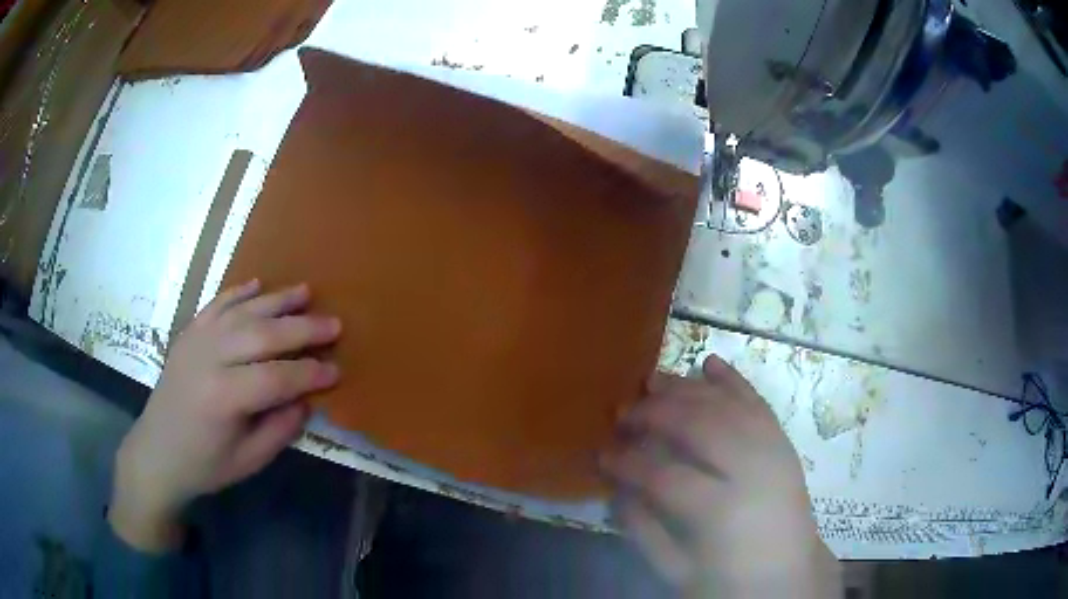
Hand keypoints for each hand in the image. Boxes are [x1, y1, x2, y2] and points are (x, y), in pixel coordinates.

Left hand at [109, 280, 341, 551]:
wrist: (156, 452)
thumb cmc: (204, 465)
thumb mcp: (248, 461)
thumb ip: (280, 429)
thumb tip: (306, 399)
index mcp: (223, 398)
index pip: (277, 378)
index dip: (310, 374)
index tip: (337, 371)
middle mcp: (209, 359)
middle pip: (262, 335)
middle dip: (302, 329)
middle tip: (334, 324)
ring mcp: (195, 341)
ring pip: (242, 312)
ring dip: (276, 300)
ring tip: (305, 291)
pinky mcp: (187, 334)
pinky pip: (216, 305)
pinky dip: (238, 292)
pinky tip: (258, 284)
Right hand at [601, 355, 839, 596]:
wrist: (790, 573)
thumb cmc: (732, 579)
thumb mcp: (680, 571)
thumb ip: (645, 532)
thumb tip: (617, 490)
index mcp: (723, 512)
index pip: (665, 476)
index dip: (628, 462)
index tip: (602, 453)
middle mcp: (753, 471)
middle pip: (699, 427)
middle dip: (654, 414)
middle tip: (622, 412)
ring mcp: (773, 451)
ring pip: (726, 405)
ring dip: (687, 389)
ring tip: (652, 381)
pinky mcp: (783, 443)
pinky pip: (757, 402)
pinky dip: (732, 380)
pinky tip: (709, 362)